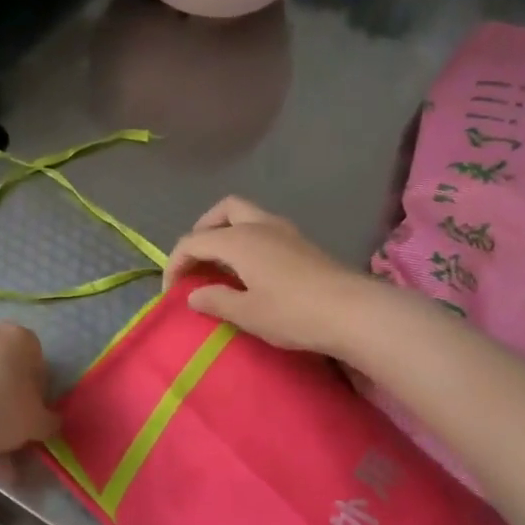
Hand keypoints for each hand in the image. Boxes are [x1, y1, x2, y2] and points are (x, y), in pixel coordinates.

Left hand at [0, 323, 60, 465]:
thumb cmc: (0, 415)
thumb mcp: (38, 424)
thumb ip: (50, 419)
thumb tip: (50, 420)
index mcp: (19, 338)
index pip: (35, 358)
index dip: (34, 387)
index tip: (28, 411)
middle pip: (2, 362)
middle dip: (3, 390)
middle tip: (1, 422)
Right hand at [163, 196, 380, 356]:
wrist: (353, 312)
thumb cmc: (293, 313)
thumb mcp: (247, 313)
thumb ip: (215, 300)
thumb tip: (193, 295)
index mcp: (239, 240)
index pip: (193, 241)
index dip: (175, 264)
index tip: (171, 293)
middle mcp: (259, 225)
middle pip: (222, 211)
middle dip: (202, 231)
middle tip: (197, 262)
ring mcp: (285, 231)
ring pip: (246, 216)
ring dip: (227, 234)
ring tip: (222, 267)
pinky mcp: (302, 243)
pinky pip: (263, 229)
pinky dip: (247, 241)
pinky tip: (251, 271)